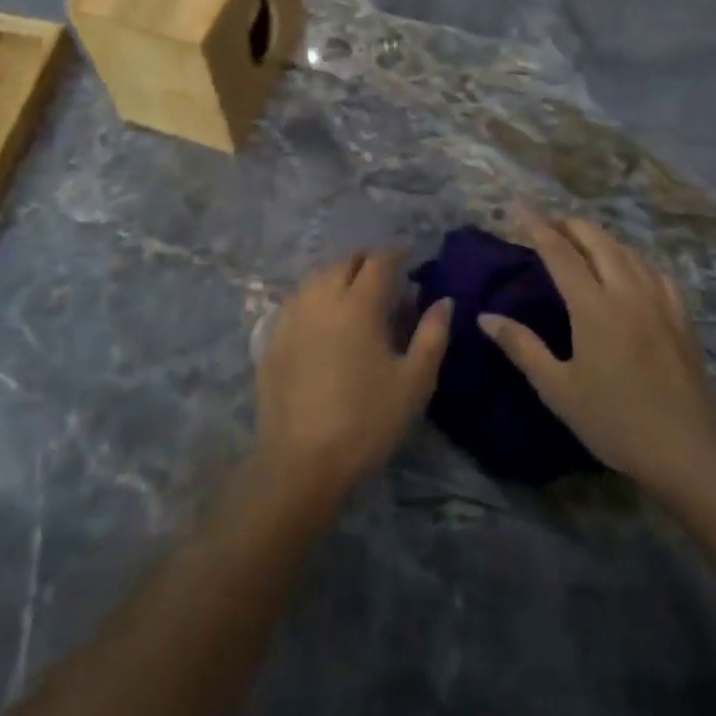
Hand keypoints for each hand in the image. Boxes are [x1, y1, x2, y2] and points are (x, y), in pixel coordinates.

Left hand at [254, 252, 451, 510]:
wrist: (301, 462)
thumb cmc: (366, 421)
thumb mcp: (414, 381)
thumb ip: (433, 335)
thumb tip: (443, 301)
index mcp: (358, 304)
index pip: (379, 261)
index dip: (396, 253)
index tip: (410, 257)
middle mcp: (321, 299)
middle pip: (343, 262)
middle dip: (366, 261)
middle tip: (384, 277)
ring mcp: (291, 317)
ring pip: (316, 278)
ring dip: (338, 276)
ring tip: (353, 294)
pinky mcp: (272, 339)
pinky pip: (296, 301)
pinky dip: (314, 297)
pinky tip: (322, 319)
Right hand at [480, 212, 715, 494]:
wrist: (685, 448)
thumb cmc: (613, 421)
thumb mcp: (558, 389)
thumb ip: (522, 347)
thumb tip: (486, 317)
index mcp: (594, 306)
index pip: (559, 252)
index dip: (536, 226)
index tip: (517, 207)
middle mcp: (627, 290)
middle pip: (596, 239)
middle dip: (568, 224)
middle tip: (545, 223)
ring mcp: (659, 299)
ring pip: (626, 249)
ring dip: (598, 237)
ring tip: (579, 240)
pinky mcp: (680, 313)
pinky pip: (652, 268)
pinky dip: (631, 256)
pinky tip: (627, 266)